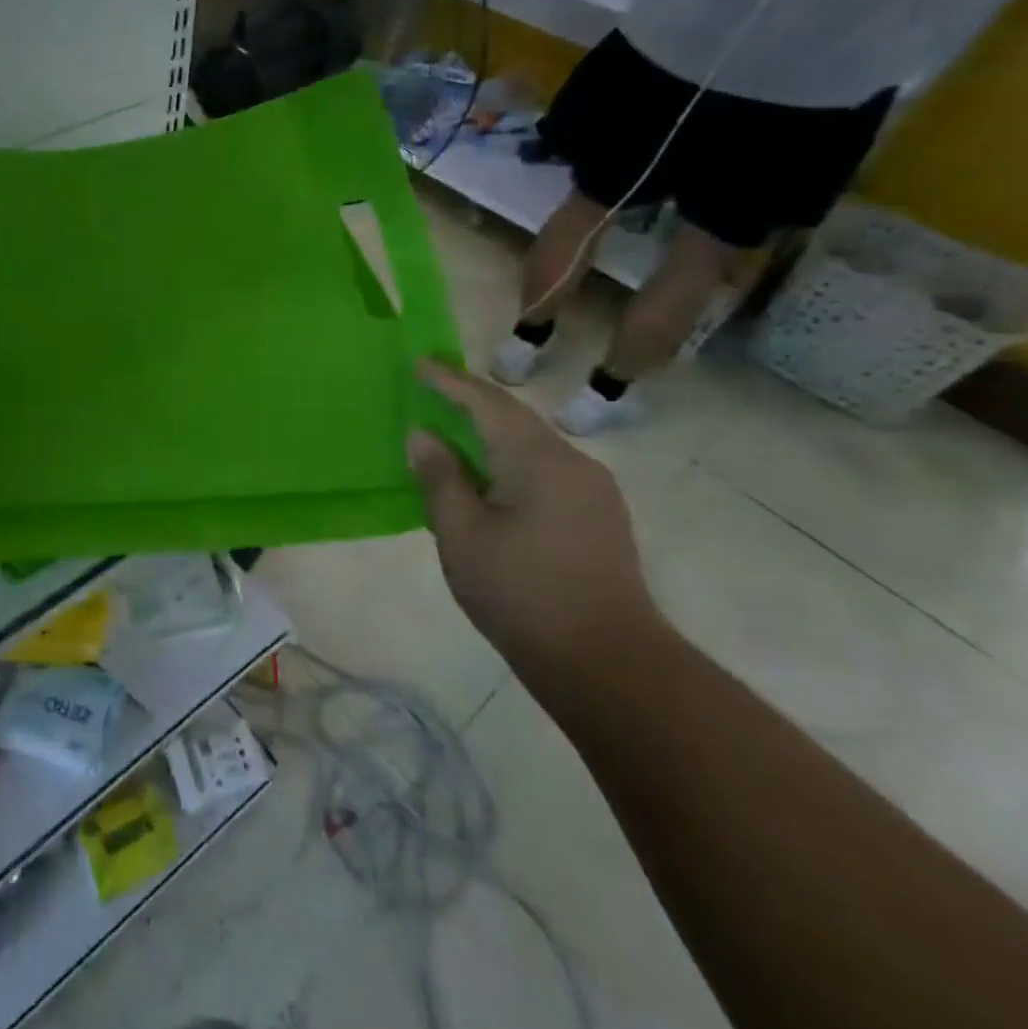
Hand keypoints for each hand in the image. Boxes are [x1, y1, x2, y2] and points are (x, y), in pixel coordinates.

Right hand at [406, 361, 664, 701]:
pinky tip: (489, 482)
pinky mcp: (599, 518)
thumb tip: (423, 436)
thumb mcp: (462, 535)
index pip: (488, 403)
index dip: (450, 382)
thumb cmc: (522, 594)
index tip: (418, 363)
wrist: (609, 665)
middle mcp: (573, 463)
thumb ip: (440, 478)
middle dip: (471, 403)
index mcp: (538, 460)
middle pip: (514, 419)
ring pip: (531, 446)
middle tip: (432, 393)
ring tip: (454, 435)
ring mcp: (593, 491)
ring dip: (491, 435)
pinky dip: (510, 462)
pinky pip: (545, 471)